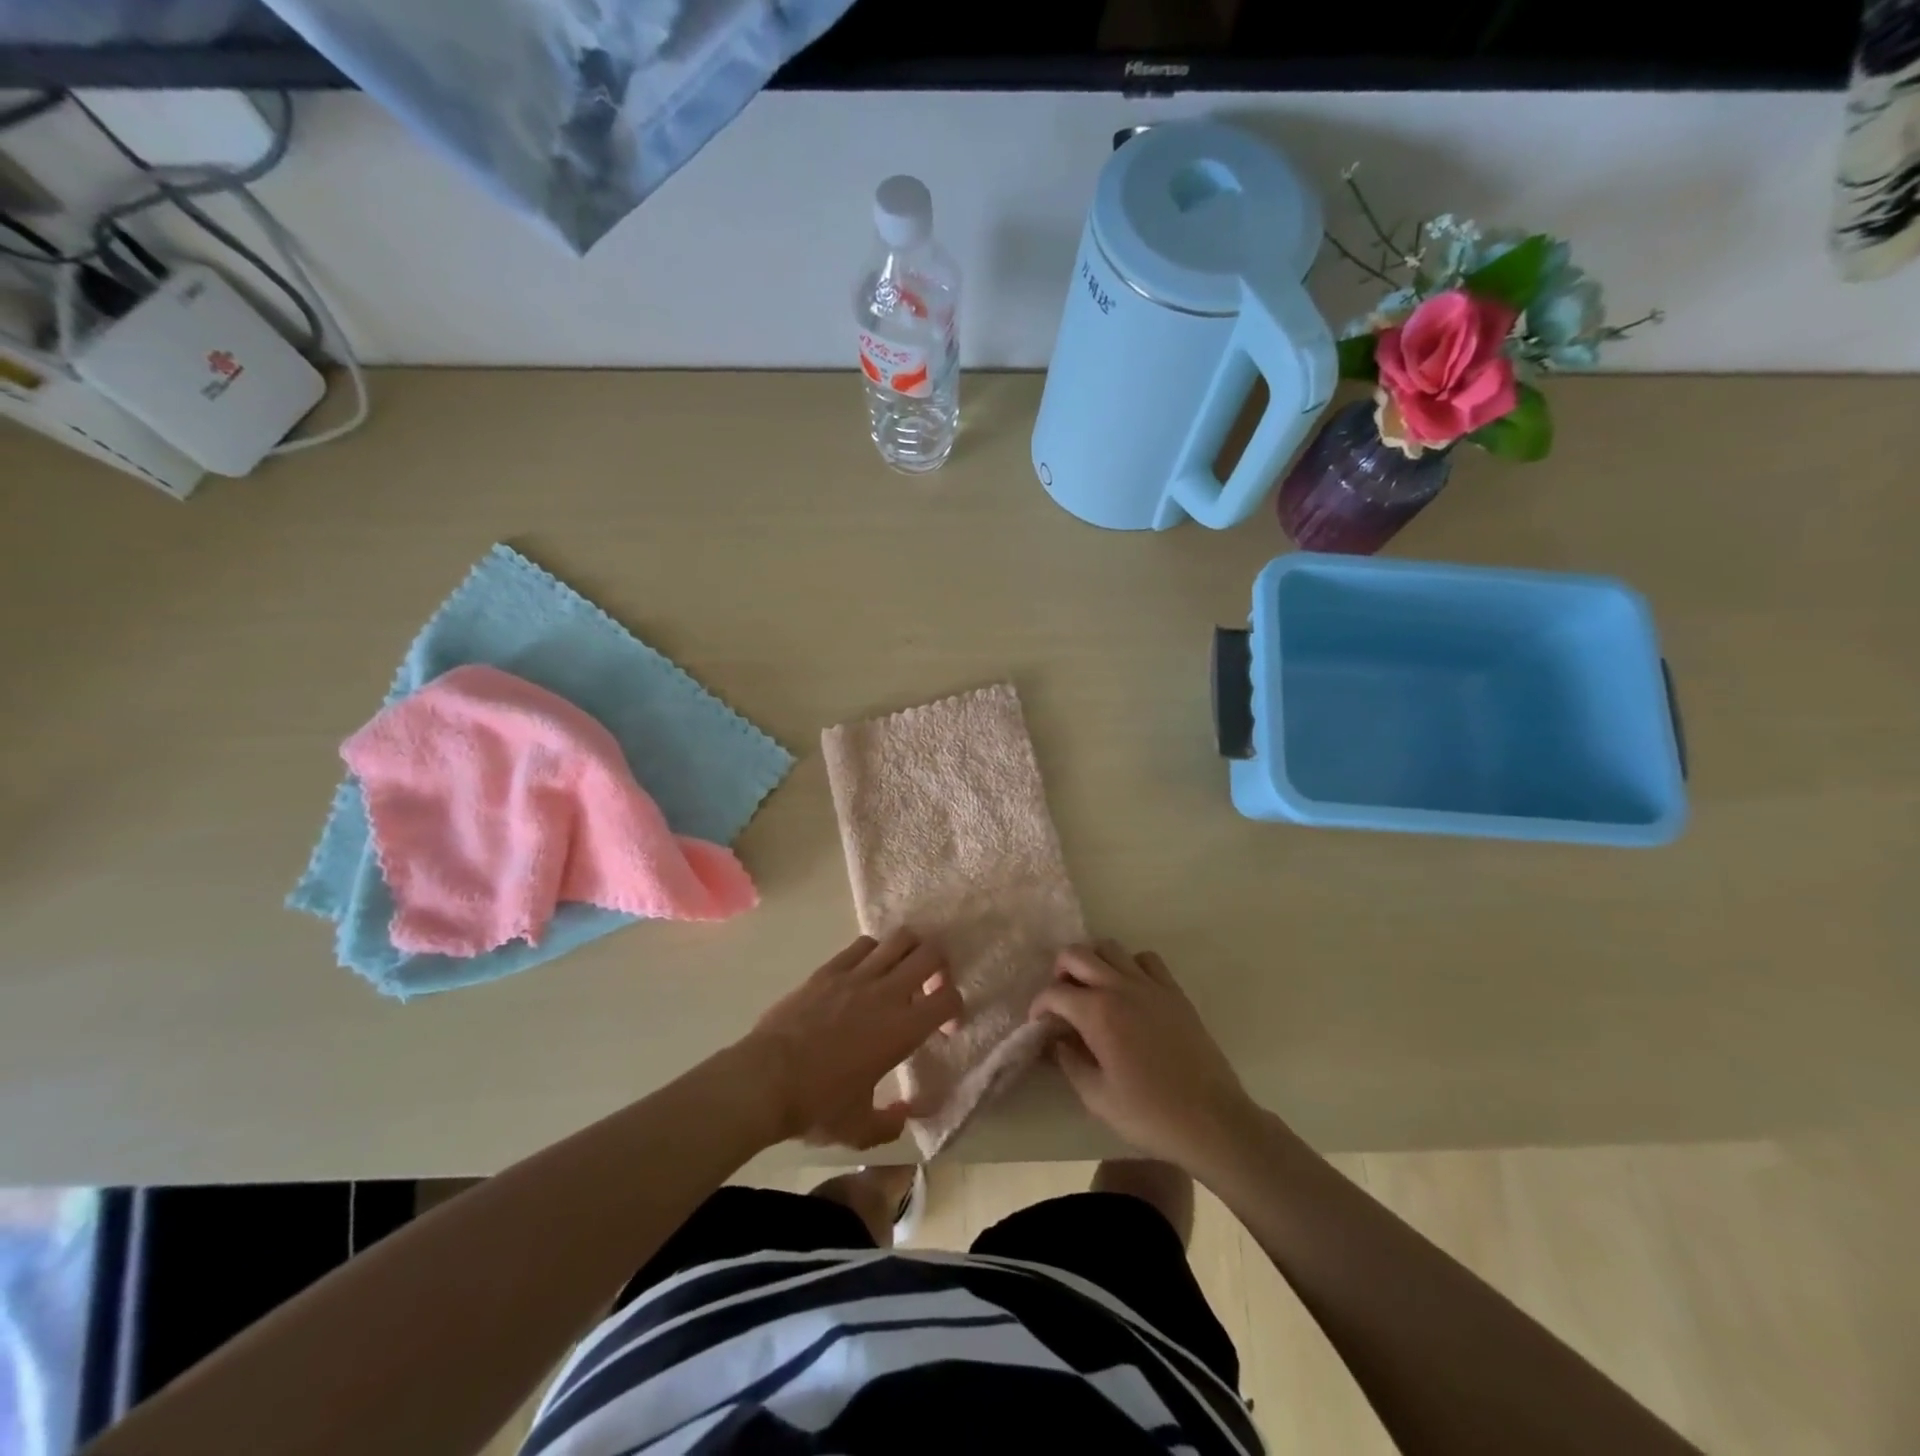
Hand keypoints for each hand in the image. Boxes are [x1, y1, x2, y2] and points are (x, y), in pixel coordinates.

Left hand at [740, 930, 962, 1149]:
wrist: (765, 1079)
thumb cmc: (817, 1105)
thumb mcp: (859, 1129)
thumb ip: (890, 1123)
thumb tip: (905, 1115)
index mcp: (902, 1029)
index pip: (948, 998)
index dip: (955, 1008)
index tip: (944, 1027)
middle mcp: (887, 993)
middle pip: (931, 954)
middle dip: (940, 967)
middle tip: (930, 987)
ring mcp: (856, 975)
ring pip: (899, 939)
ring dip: (910, 951)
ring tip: (902, 971)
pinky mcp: (829, 969)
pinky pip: (863, 945)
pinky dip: (874, 951)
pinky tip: (866, 971)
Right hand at [1029, 939, 1255, 1172]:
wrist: (1211, 1120)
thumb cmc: (1149, 1114)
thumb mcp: (1096, 1097)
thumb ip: (1069, 1063)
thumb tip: (1056, 1041)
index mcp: (1097, 1013)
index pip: (1054, 993)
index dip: (1039, 1005)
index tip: (1039, 1023)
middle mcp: (1120, 987)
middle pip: (1077, 954)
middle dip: (1060, 971)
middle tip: (1061, 999)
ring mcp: (1150, 985)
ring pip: (1110, 948)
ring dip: (1093, 962)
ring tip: (1092, 989)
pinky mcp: (1174, 991)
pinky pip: (1146, 959)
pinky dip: (1130, 965)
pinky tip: (1130, 990)